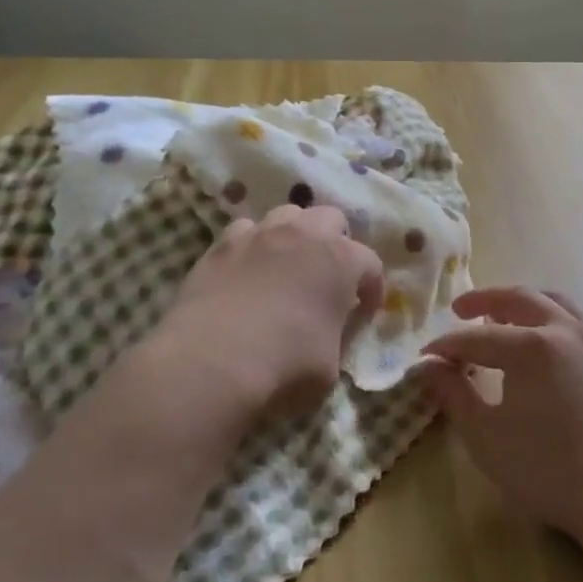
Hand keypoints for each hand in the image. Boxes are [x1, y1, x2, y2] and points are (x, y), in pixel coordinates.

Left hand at [112, 204, 383, 432]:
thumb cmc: (284, 366)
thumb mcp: (331, 366)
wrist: (210, 363)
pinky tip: (248, 270)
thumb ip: (338, 337)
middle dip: (336, 243)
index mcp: (342, 260)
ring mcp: (260, 234)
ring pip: (288, 215)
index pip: (371, 264)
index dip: (372, 289)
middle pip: (331, 220)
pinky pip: (245, 231)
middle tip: (329, 277)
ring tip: (288, 265)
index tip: (365, 312)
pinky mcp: (221, 245)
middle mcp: (305, 234)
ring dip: (295, 235)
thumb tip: (331, 330)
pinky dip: (253, 245)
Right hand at [423, 287, 582, 545]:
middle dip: (484, 300)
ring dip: (522, 302)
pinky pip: (577, 320)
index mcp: (532, 346)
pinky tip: (545, 341)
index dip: (448, 346)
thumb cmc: (548, 470)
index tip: (426, 356)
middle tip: (460, 310)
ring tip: (501, 317)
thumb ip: (454, 395)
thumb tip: (429, 366)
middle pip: (519, 298)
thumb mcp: (487, 437)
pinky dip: (552, 316)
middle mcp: (565, 329)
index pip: (477, 337)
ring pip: (553, 302)